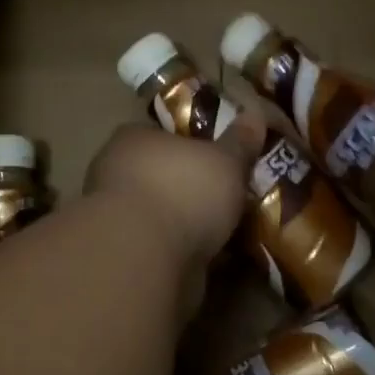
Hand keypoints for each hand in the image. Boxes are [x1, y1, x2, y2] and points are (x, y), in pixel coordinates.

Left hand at [84, 124, 246, 268]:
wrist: (147, 258)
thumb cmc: (183, 190)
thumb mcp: (225, 160)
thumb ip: (240, 142)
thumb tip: (254, 115)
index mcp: (135, 140)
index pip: (164, 134)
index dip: (194, 143)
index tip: (222, 156)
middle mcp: (119, 175)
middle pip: (166, 176)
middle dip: (196, 187)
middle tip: (234, 194)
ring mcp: (121, 220)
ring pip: (167, 215)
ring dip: (194, 224)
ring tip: (235, 230)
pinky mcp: (131, 259)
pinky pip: (170, 249)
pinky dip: (192, 253)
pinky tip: (222, 258)